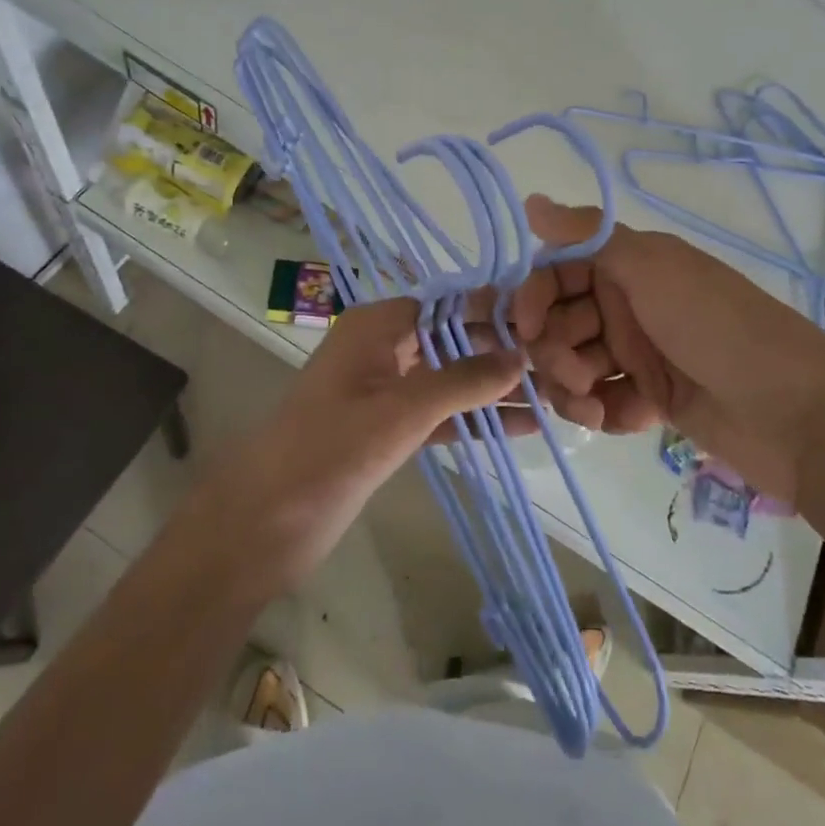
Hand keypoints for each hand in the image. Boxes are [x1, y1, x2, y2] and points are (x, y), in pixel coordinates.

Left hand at [204, 299, 526, 588]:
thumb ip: (463, 380)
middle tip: (560, 364)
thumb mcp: (402, 410)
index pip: (448, 303)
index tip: (548, 323)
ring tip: (554, 396)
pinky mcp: (388, 429)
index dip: (495, 311)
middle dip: (502, 352)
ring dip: (495, 389)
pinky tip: (522, 427)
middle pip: (454, 339)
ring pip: (451, 379)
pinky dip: (475, 420)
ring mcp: (386, 390)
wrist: (264, 522)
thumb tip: (521, 356)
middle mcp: (383, 347)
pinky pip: (441, 415)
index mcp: (377, 325)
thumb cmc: (330, 449)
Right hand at [509, 197, 824, 504]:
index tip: (522, 325)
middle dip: (551, 348)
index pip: (556, 271)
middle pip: (559, 322)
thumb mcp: (653, 268)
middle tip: (573, 372)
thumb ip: (588, 235)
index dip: (532, 296)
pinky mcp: (650, 398)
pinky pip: (602, 399)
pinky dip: (600, 410)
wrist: (794, 412)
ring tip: (592, 404)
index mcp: (628, 266)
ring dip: (570, 385)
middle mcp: (628, 304)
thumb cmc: (718, 326)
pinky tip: (617, 418)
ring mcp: (639, 353)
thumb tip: (530, 200)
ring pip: (574, 364)